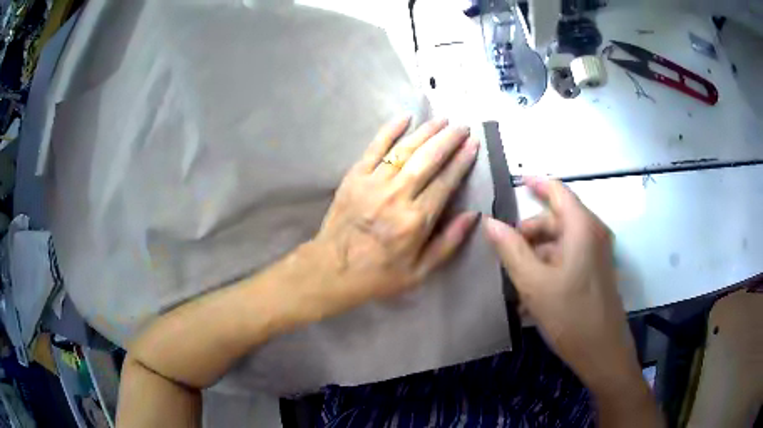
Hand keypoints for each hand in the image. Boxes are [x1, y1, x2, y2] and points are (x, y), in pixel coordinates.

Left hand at [312, 116, 479, 310]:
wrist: (331, 270)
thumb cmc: (378, 274)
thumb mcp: (419, 271)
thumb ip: (448, 243)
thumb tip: (473, 215)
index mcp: (415, 220)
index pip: (445, 182)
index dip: (462, 161)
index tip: (473, 144)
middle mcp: (397, 195)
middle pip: (428, 159)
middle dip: (448, 139)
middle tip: (463, 126)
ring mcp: (373, 183)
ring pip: (405, 150)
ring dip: (426, 131)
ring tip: (443, 120)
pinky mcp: (354, 177)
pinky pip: (374, 148)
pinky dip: (389, 131)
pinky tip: (405, 117)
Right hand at [483, 178, 640, 390]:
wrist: (602, 351)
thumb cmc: (570, 315)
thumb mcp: (533, 283)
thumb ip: (510, 249)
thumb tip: (489, 222)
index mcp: (582, 227)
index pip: (557, 191)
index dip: (535, 184)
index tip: (513, 184)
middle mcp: (593, 232)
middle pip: (557, 218)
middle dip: (529, 231)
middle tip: (505, 252)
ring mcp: (597, 252)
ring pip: (561, 239)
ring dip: (537, 252)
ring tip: (515, 277)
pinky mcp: (596, 270)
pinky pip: (569, 256)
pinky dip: (549, 264)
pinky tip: (532, 290)